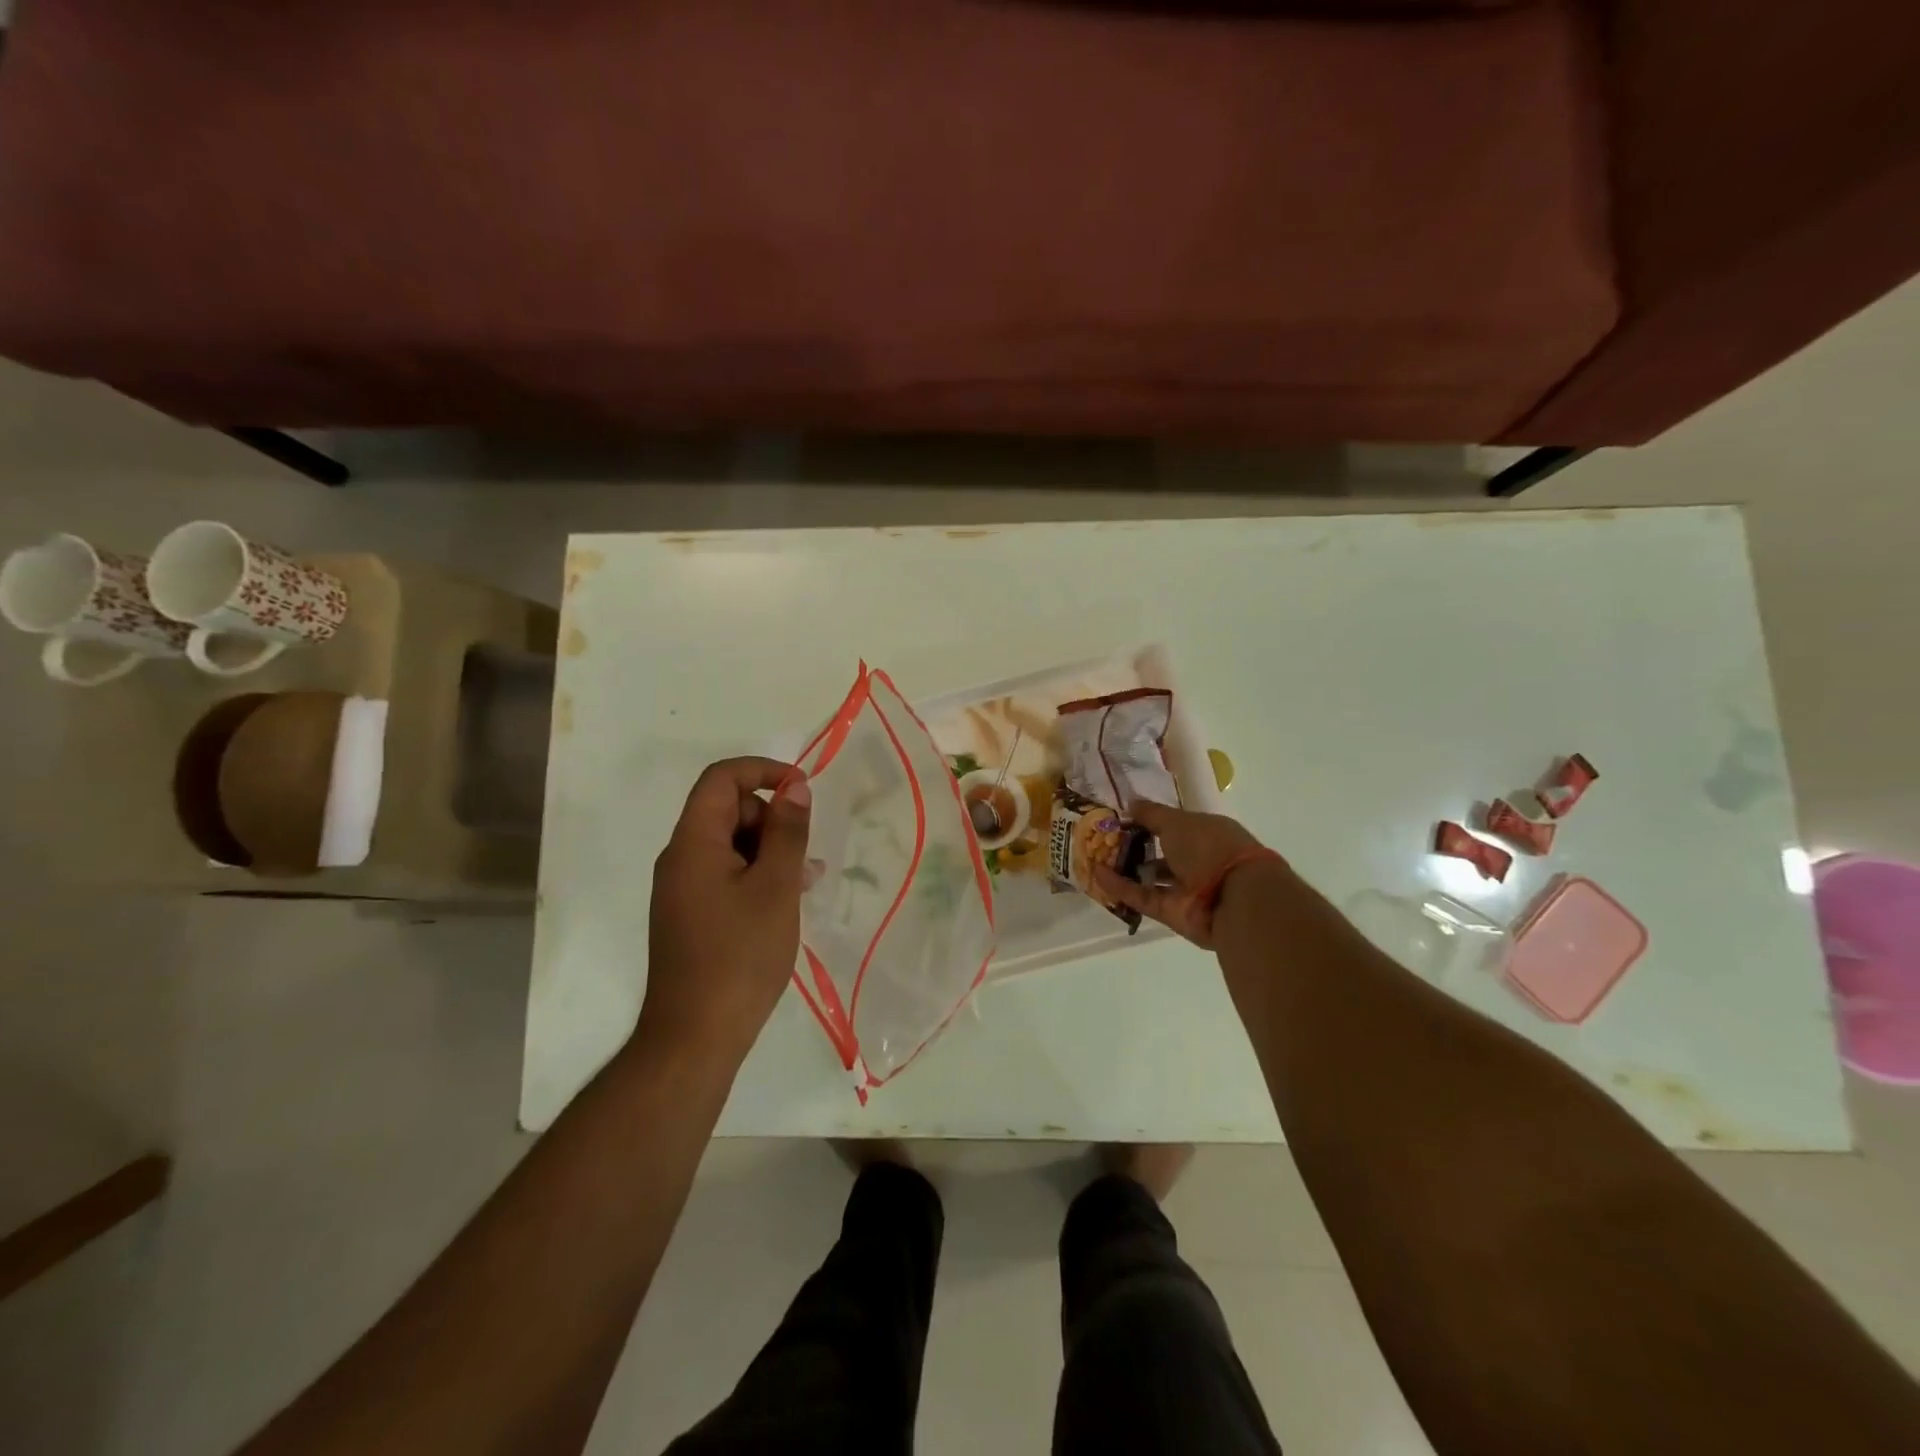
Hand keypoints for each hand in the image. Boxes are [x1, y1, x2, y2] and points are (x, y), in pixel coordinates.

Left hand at [638, 757, 812, 1064]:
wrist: (695, 1037)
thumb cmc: (740, 956)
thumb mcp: (776, 887)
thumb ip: (787, 832)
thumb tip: (795, 787)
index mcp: (693, 843)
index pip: (721, 779)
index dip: (763, 772)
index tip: (803, 790)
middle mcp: (681, 859)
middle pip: (727, 810)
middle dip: (771, 818)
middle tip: (806, 852)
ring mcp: (684, 890)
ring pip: (731, 845)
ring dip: (770, 850)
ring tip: (807, 880)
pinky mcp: (692, 915)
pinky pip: (727, 875)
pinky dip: (758, 875)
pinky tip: (788, 900)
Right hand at [1095, 799, 1276, 948]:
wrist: (1235, 898)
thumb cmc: (1210, 847)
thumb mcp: (1176, 821)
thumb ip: (1150, 814)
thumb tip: (1129, 803)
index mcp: (1206, 833)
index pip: (1174, 826)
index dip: (1149, 821)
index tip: (1121, 818)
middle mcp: (1198, 861)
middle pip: (1161, 853)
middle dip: (1134, 847)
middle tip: (1102, 839)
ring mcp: (1186, 890)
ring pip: (1150, 878)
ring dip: (1124, 869)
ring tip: (1094, 858)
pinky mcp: (1173, 914)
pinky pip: (1143, 898)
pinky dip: (1121, 888)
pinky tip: (1097, 875)